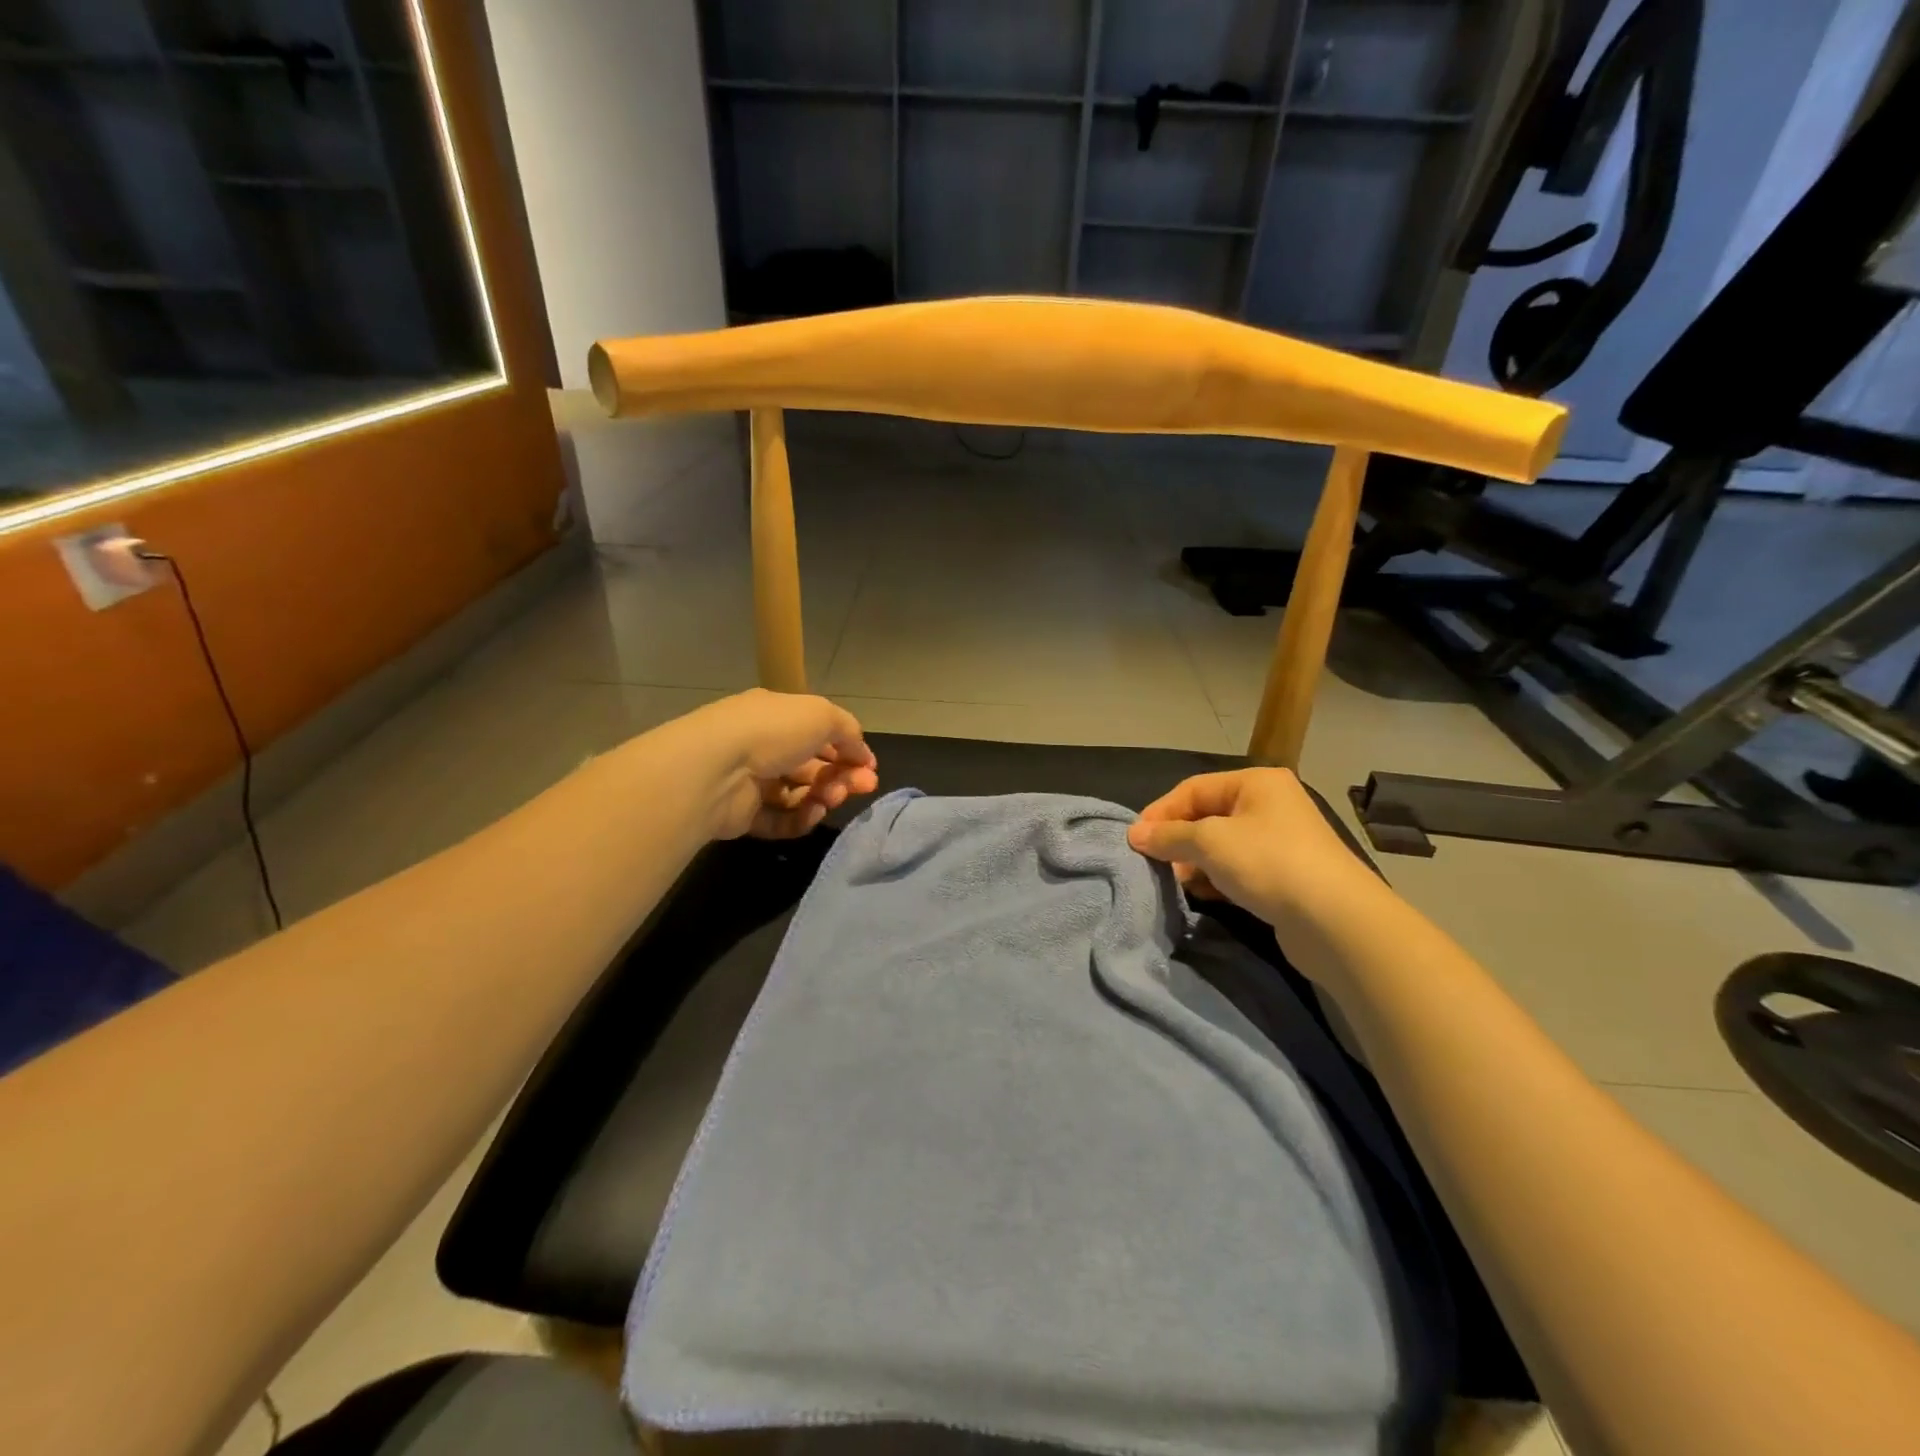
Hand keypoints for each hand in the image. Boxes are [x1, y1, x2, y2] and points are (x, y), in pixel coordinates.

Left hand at [688, 689, 879, 839]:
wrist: (715, 770)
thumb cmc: (772, 732)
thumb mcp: (822, 715)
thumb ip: (848, 731)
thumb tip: (862, 755)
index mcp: (777, 715)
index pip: (819, 732)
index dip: (848, 749)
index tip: (870, 768)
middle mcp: (762, 745)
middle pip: (812, 766)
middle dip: (842, 776)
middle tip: (862, 787)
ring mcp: (750, 782)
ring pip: (799, 793)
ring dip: (823, 796)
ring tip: (831, 799)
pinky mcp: (743, 815)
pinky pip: (781, 819)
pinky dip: (800, 819)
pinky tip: (812, 814)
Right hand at [1126, 769, 1381, 935]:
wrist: (1336, 921)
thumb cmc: (1268, 863)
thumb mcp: (1209, 842)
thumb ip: (1168, 836)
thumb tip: (1134, 834)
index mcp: (1256, 782)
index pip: (1194, 788)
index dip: (1161, 811)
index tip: (1135, 839)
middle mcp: (1270, 805)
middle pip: (1207, 815)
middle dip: (1177, 839)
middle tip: (1153, 862)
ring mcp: (1280, 841)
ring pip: (1221, 845)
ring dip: (1194, 862)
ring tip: (1174, 881)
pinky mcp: (1284, 875)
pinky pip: (1238, 869)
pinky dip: (1216, 878)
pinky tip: (1202, 894)